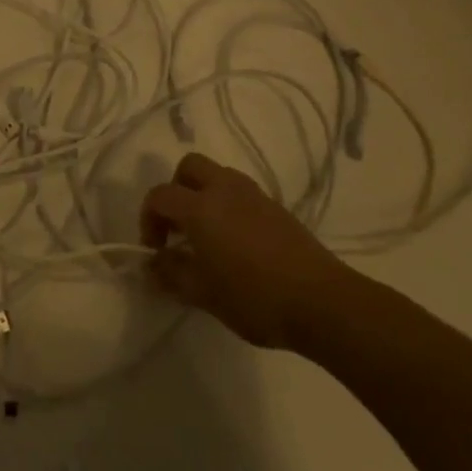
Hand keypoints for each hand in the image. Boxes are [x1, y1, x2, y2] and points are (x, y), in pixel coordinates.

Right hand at [141, 152, 357, 349]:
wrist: (322, 302)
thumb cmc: (254, 297)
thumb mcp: (202, 293)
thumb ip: (170, 273)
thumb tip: (151, 263)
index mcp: (201, 207)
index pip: (160, 196)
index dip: (148, 220)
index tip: (155, 250)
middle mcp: (225, 190)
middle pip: (189, 167)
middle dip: (175, 190)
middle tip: (177, 227)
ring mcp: (255, 196)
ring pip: (218, 176)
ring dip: (203, 195)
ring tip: (206, 235)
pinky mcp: (277, 208)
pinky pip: (241, 193)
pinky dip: (227, 206)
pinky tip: (235, 243)